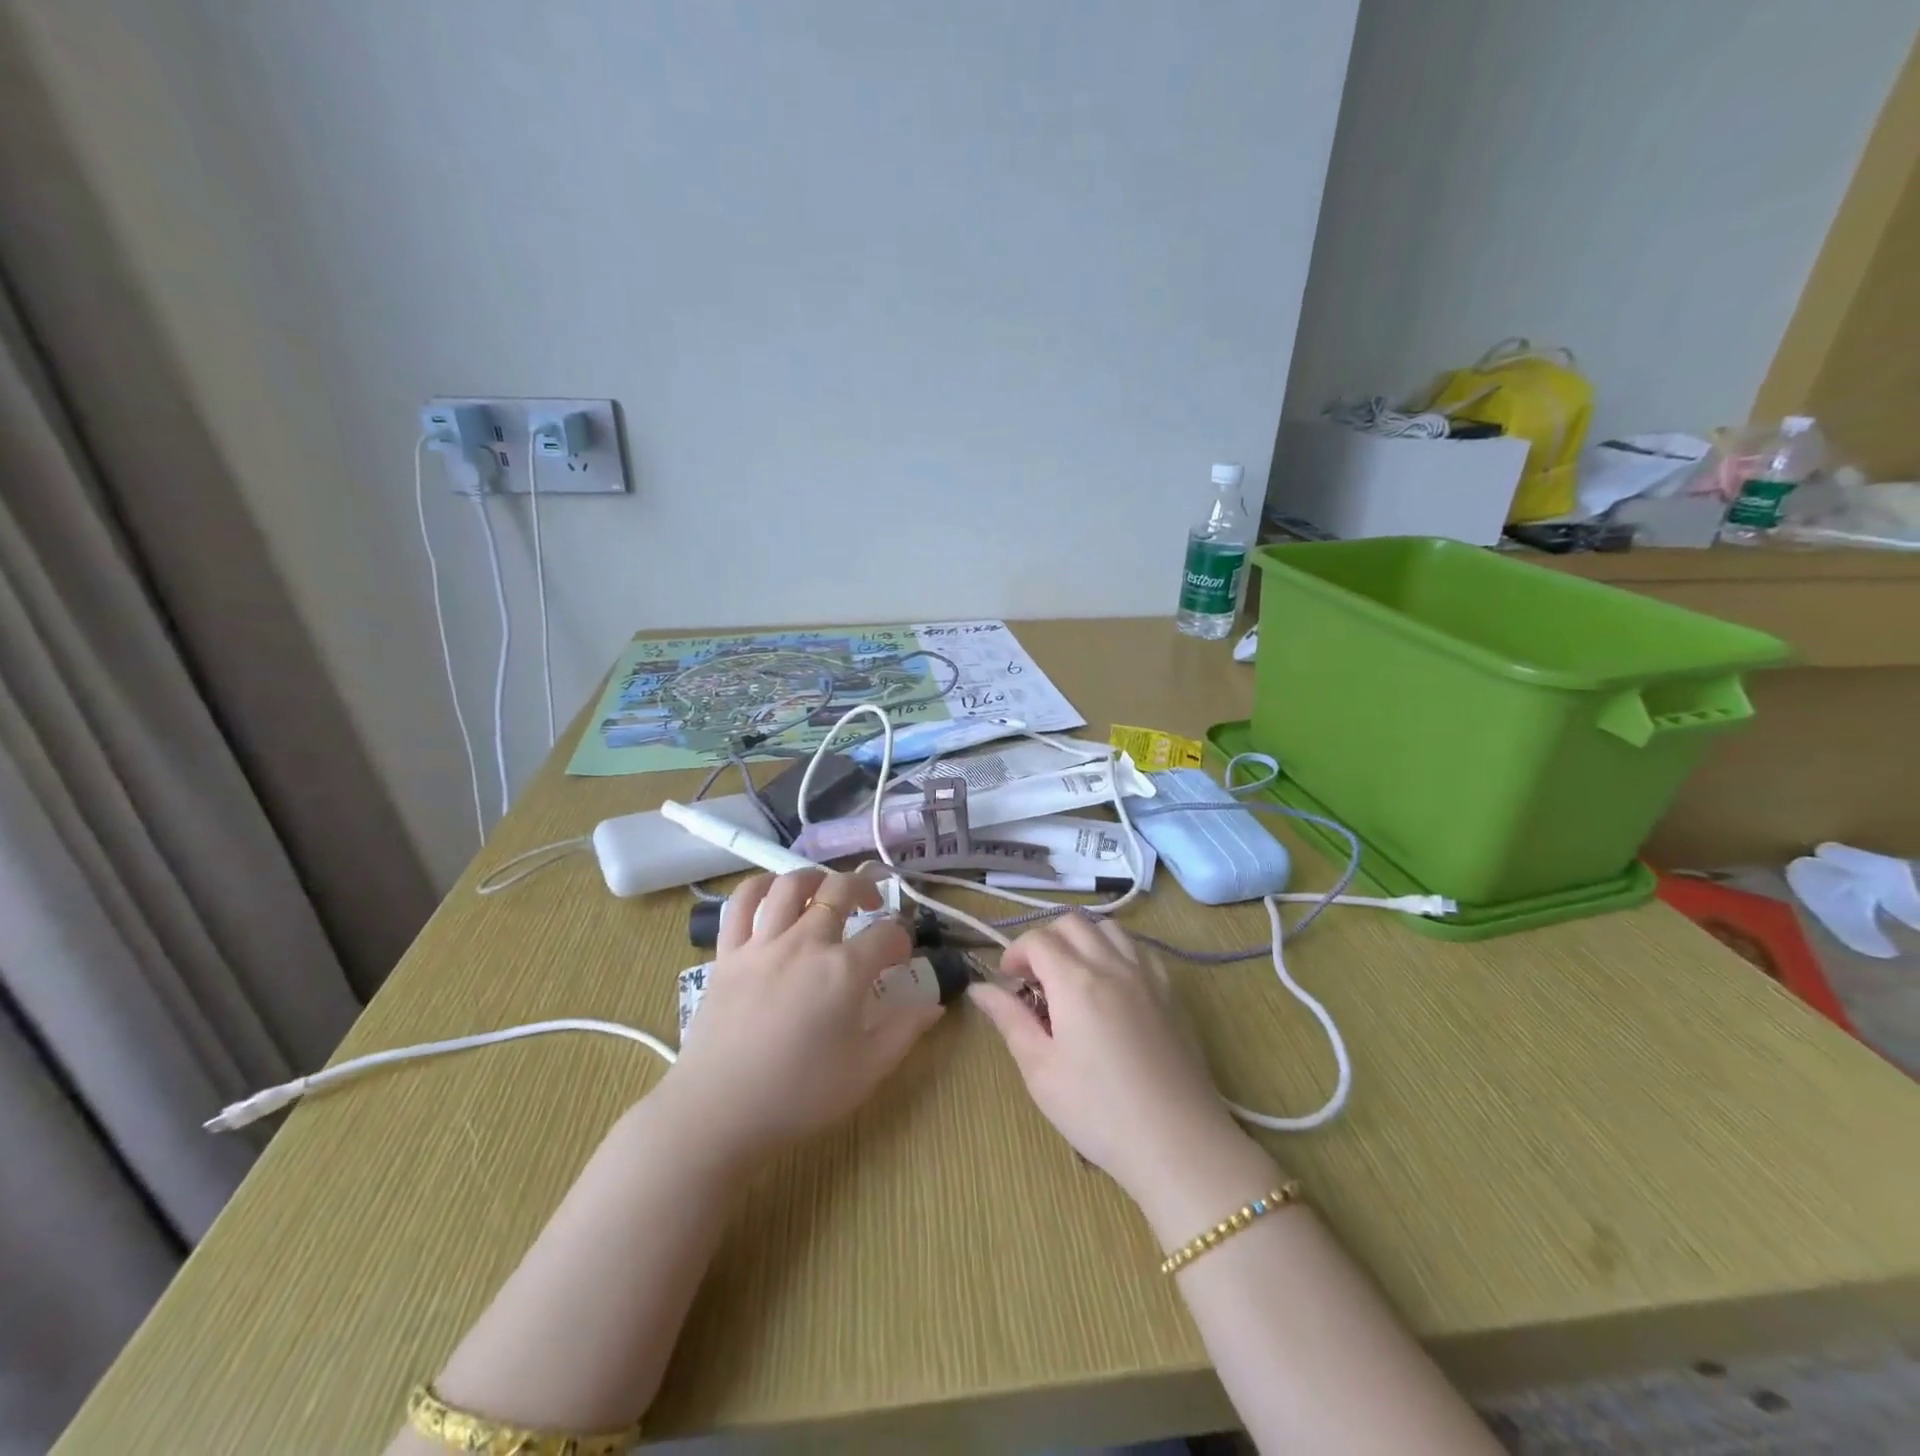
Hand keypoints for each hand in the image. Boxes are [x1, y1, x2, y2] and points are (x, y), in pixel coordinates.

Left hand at [662, 869, 941, 1165]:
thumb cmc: (798, 1096)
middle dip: (864, 889)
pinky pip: (741, 903)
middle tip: (871, 905)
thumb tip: (934, 1004)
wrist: (717, 1113)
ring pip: (791, 884)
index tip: (901, 958)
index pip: (887, 935)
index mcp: (843, 971)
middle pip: (840, 890)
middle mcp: (805, 943)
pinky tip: (772, 893)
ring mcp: (762, 943)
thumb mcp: (866, 1071)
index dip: (902, 941)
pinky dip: (760, 887)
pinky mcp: (727, 953)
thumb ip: (904, 1032)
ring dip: (815, 878)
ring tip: (824, 891)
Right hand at [968, 916, 1249, 1203]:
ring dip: (1082, 939)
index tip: (1007, 982)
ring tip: (1073, 976)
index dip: (1014, 953)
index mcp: (1075, 980)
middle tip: (1035, 979)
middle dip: (1045, 940)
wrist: (1177, 1143)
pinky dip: (1116, 950)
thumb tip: (980, 988)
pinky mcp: (1171, 992)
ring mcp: (1147, 975)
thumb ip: (1009, 1019)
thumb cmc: (1097, 1111)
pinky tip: (1112, 985)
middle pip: (1071, 923)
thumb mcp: (1039, 1069)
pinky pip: (1139, 949)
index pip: (1037, 940)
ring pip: (1108, 928)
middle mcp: (1111, 964)